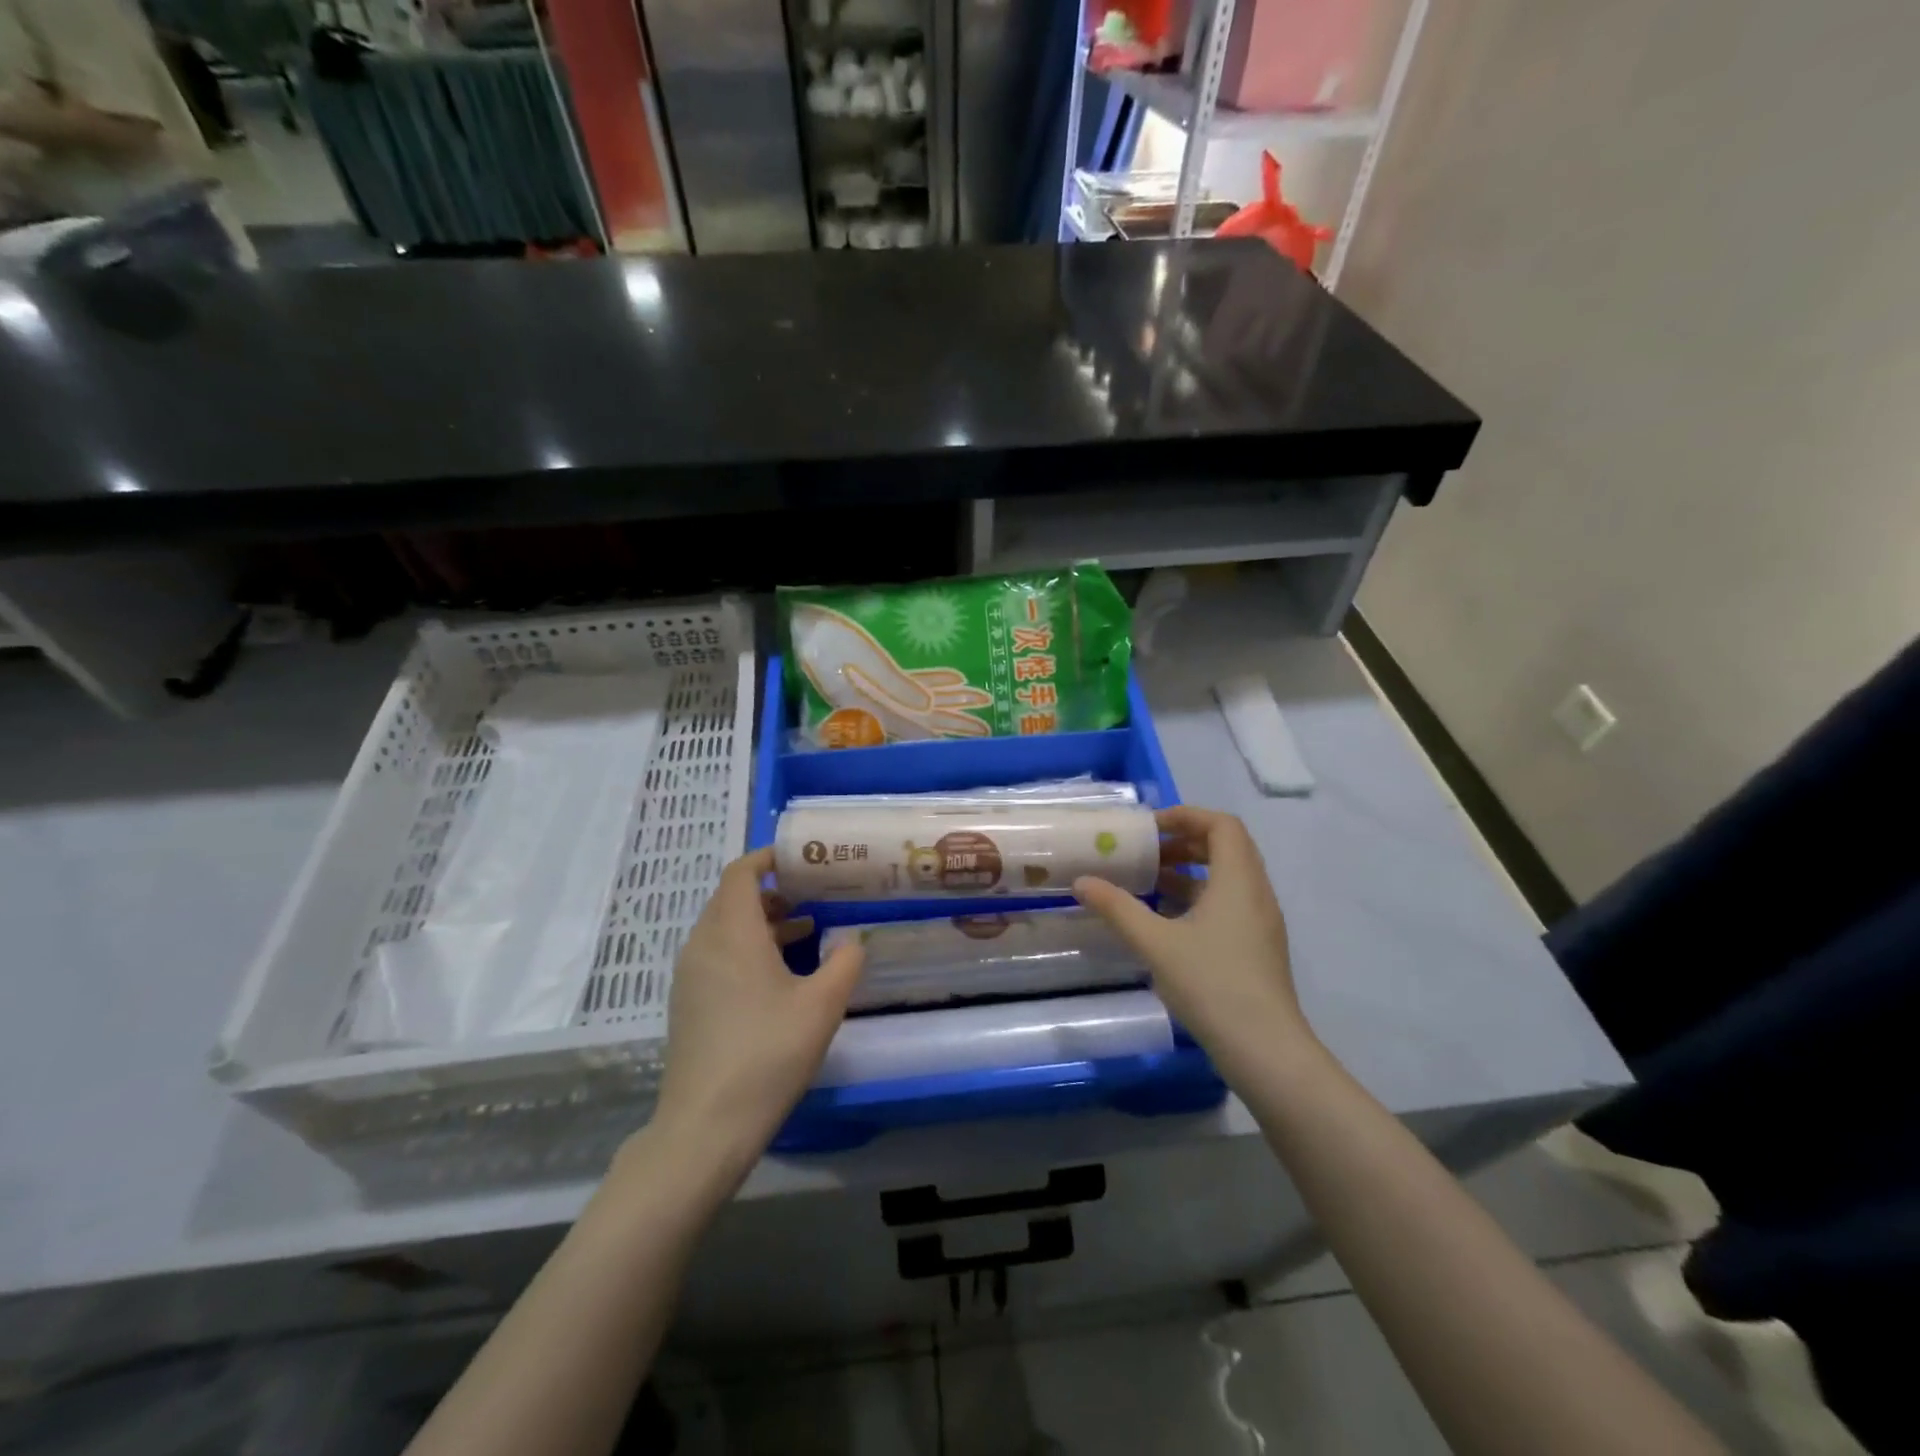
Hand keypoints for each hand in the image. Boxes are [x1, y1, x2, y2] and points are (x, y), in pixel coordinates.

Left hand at [646, 848, 864, 1187]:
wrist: (706, 1125)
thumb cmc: (767, 1052)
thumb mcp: (822, 1004)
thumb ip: (845, 962)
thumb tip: (852, 940)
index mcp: (732, 932)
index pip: (741, 872)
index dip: (768, 857)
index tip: (802, 858)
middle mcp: (704, 944)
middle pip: (733, 898)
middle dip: (773, 889)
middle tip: (814, 892)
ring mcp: (691, 975)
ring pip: (726, 928)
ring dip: (763, 921)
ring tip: (807, 930)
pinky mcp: (689, 1003)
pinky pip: (718, 955)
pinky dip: (748, 947)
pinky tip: (781, 974)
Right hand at [1073, 807, 1312, 1083]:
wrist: (1266, 1050)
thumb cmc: (1212, 985)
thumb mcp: (1156, 943)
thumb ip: (1118, 909)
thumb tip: (1082, 882)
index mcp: (1238, 880)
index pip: (1222, 824)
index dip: (1186, 815)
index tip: (1149, 827)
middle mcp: (1256, 893)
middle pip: (1226, 847)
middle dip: (1184, 842)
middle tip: (1146, 851)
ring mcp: (1260, 922)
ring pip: (1227, 878)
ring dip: (1190, 871)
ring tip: (1149, 882)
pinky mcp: (1257, 947)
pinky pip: (1228, 903)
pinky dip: (1198, 898)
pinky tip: (1166, 921)